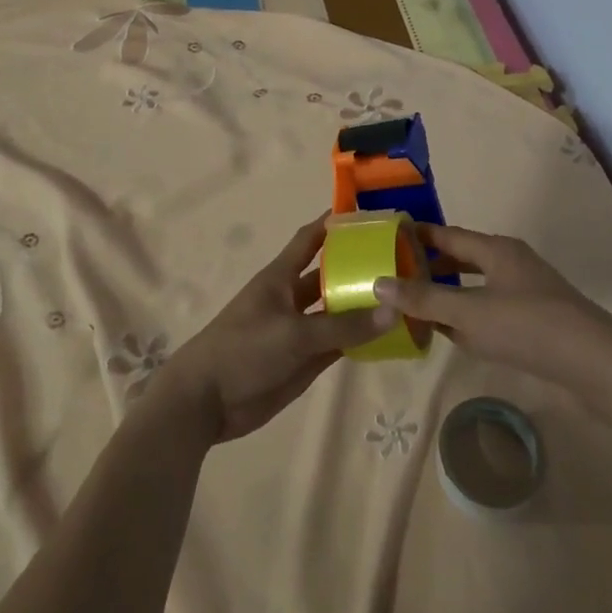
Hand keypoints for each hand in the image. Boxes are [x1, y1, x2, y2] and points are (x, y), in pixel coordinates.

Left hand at [151, 214, 395, 444]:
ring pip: (337, 310)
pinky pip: (338, 342)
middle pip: (330, 274)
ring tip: (405, 296)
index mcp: (281, 277)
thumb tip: (393, 310)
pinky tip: (389, 335)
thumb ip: (343, 326)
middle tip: (402, 258)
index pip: (310, 239)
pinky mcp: (304, 359)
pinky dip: (360, 338)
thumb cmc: (244, 350)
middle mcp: (292, 297)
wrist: (206, 401)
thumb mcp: (294, 334)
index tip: (367, 211)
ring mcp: (299, 329)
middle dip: (359, 265)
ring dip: (363, 304)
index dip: (333, 223)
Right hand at [374, 224, 610, 380]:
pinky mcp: (536, 317)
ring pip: (477, 284)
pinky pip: (491, 306)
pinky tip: (454, 333)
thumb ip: (425, 300)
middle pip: (462, 257)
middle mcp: (511, 262)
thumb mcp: (469, 314)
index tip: (386, 238)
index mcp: (496, 250)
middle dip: (430, 266)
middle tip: (395, 276)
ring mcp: (526, 290)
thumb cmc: (528, 327)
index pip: (447, 235)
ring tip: (417, 305)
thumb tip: (379, 283)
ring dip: (449, 292)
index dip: (417, 236)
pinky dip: (468, 313)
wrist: (597, 364)